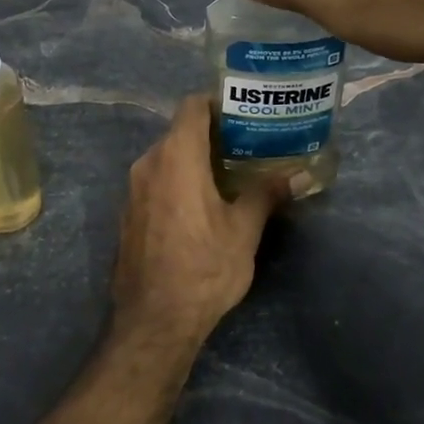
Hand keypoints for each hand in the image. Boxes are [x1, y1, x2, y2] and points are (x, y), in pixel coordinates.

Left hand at [110, 96, 291, 346]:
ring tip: (229, 175)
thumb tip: (295, 175)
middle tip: (246, 146)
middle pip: (179, 131)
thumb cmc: (203, 267)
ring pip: (166, 157)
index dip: (217, 103)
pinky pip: (155, 181)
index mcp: (176, 156)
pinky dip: (177, 180)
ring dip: (194, 159)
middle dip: (212, 135)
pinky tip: (201, 203)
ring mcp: (133, 188)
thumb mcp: (243, 230)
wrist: (154, 319)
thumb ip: (266, 194)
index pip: (192, 106)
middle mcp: (148, 163)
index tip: (244, 113)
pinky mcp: (128, 212)